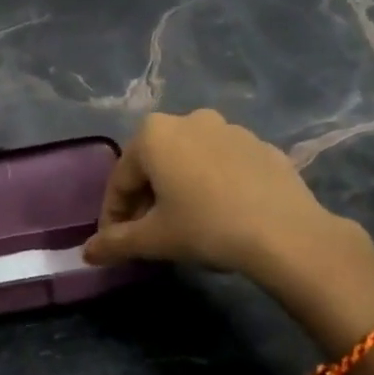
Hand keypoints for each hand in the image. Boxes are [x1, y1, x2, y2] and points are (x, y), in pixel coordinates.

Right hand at [82, 110, 373, 300]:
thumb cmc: (206, 227)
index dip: (113, 215)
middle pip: (154, 165)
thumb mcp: (154, 239)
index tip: (115, 243)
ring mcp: (229, 129)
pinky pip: (223, 166)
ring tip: (186, 225)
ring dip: (179, 189)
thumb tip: (87, 253)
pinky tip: (222, 214)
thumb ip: (115, 243)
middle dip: (145, 200)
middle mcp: (189, 120)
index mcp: (154, 135)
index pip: (120, 180)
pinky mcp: (261, 146)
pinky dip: (213, 185)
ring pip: (189, 162)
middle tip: (148, 235)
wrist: (286, 233)